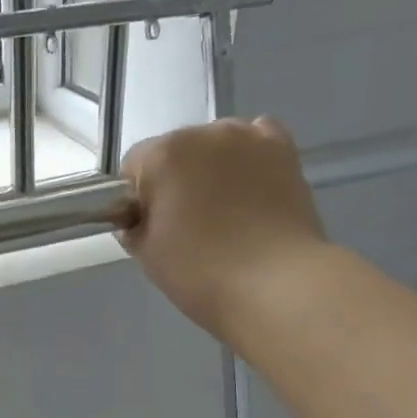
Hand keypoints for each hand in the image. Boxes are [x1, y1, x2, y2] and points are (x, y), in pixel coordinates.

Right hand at [120, 116, 326, 345]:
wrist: (275, 284)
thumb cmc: (201, 273)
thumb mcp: (147, 256)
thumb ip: (134, 226)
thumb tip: (139, 217)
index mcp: (162, 156)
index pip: (133, 167)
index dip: (137, 199)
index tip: (149, 229)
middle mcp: (204, 133)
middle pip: (175, 152)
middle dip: (175, 182)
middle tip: (187, 227)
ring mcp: (248, 137)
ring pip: (215, 147)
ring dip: (211, 170)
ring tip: (224, 213)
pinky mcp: (283, 150)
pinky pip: (255, 141)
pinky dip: (247, 160)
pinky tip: (250, 189)